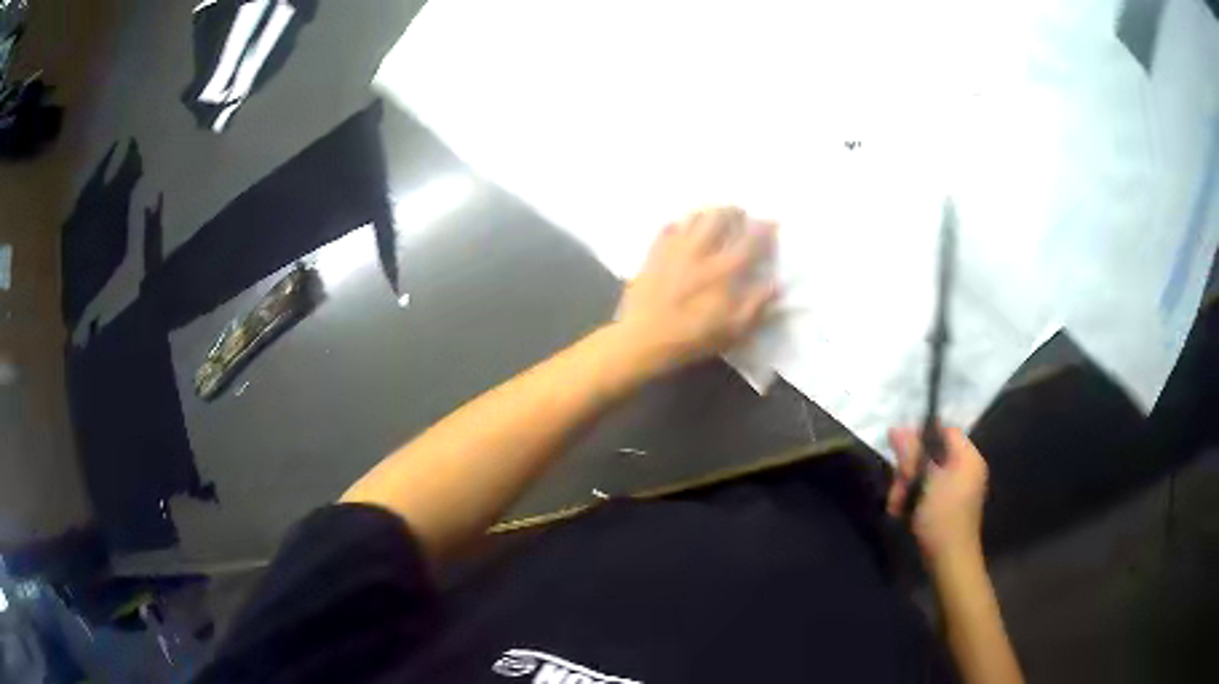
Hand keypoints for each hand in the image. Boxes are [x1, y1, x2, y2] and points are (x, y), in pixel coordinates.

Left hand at [616, 207, 777, 371]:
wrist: (643, 339)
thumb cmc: (692, 338)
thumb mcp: (733, 330)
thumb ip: (757, 304)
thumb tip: (776, 283)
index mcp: (724, 269)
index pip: (750, 239)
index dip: (764, 228)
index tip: (772, 223)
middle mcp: (701, 251)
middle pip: (720, 217)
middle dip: (734, 212)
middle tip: (741, 216)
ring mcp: (675, 248)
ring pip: (695, 216)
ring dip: (709, 214)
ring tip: (715, 218)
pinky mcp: (654, 253)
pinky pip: (669, 227)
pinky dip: (681, 224)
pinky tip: (684, 230)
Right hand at [886, 426, 988, 561]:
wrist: (950, 561)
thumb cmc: (941, 518)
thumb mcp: (924, 483)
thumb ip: (912, 455)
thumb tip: (895, 428)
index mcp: (968, 458)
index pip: (945, 431)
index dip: (921, 435)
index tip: (899, 449)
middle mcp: (966, 468)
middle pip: (933, 454)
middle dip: (910, 469)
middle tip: (896, 487)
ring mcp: (958, 488)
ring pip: (926, 474)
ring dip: (907, 486)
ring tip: (896, 505)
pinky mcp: (949, 505)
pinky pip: (929, 490)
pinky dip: (914, 498)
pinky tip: (902, 512)